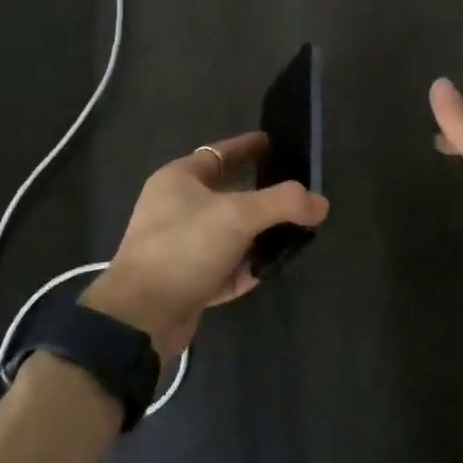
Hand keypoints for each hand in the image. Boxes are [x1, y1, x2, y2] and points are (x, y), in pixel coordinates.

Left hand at [82, 132, 328, 362]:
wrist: (141, 318)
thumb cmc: (184, 248)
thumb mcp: (238, 216)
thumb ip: (283, 203)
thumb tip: (321, 202)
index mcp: (178, 179)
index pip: (220, 153)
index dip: (249, 147)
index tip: (277, 144)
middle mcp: (174, 207)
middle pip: (227, 194)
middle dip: (260, 195)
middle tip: (295, 194)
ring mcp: (178, 245)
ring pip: (226, 232)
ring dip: (255, 234)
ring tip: (291, 233)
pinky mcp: (183, 280)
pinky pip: (221, 265)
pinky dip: (243, 266)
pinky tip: (266, 269)